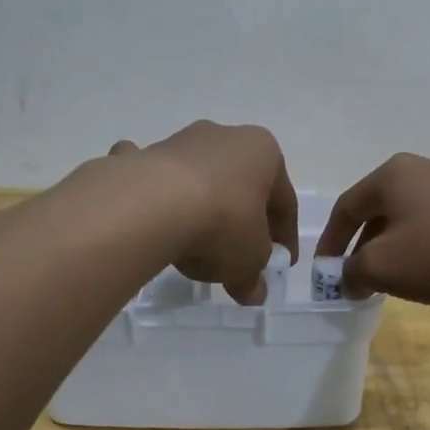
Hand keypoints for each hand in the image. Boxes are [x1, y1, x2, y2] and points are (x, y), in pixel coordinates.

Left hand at [112, 123, 297, 304]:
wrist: (150, 206)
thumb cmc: (222, 224)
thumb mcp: (249, 260)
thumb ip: (254, 276)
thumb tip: (253, 292)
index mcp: (263, 152)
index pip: (284, 201)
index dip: (285, 236)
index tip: (282, 262)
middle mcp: (225, 137)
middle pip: (242, 186)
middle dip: (244, 219)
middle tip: (241, 255)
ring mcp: (180, 142)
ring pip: (201, 180)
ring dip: (204, 207)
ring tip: (196, 246)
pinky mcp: (144, 157)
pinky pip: (156, 179)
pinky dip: (156, 194)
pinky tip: (151, 217)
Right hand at [314, 153, 429, 305]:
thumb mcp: (383, 267)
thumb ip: (352, 272)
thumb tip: (348, 278)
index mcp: (391, 175)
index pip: (346, 208)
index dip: (330, 242)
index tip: (325, 272)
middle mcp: (422, 169)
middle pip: (379, 211)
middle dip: (364, 247)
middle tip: (359, 279)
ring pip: (412, 219)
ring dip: (397, 249)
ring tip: (397, 280)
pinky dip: (428, 248)